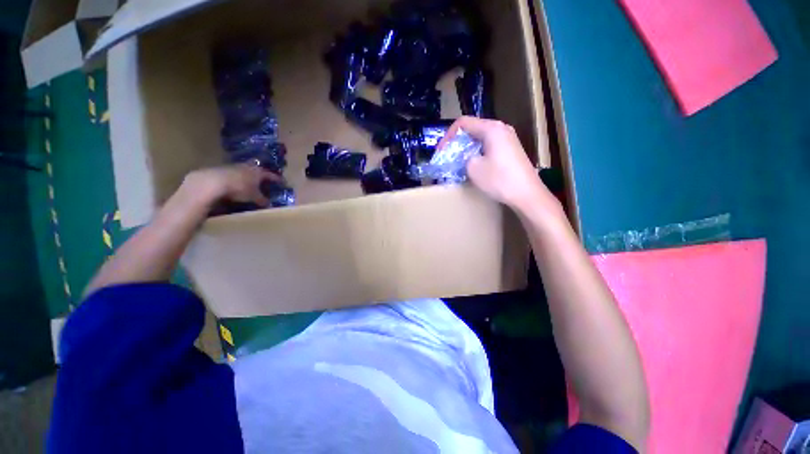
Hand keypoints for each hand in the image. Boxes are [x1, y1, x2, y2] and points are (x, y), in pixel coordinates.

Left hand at [181, 164, 279, 207]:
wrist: (213, 182)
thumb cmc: (240, 188)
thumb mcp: (254, 197)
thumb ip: (262, 200)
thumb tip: (268, 204)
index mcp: (259, 172)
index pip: (271, 175)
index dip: (277, 179)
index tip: (282, 182)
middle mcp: (248, 167)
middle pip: (257, 170)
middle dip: (261, 175)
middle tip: (265, 181)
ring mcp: (234, 166)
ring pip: (245, 171)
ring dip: (248, 176)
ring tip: (250, 183)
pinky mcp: (222, 169)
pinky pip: (234, 174)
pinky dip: (238, 179)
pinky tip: (236, 185)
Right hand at [439, 116, 558, 214]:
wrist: (526, 194)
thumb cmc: (499, 179)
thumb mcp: (473, 168)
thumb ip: (462, 157)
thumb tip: (462, 156)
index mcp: (491, 128)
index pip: (463, 122)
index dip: (448, 135)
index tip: (441, 151)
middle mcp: (501, 128)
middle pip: (473, 128)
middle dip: (457, 142)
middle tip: (448, 156)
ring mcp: (508, 138)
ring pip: (480, 137)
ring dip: (467, 148)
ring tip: (458, 161)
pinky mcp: (511, 149)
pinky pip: (489, 145)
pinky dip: (477, 152)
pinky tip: (473, 164)